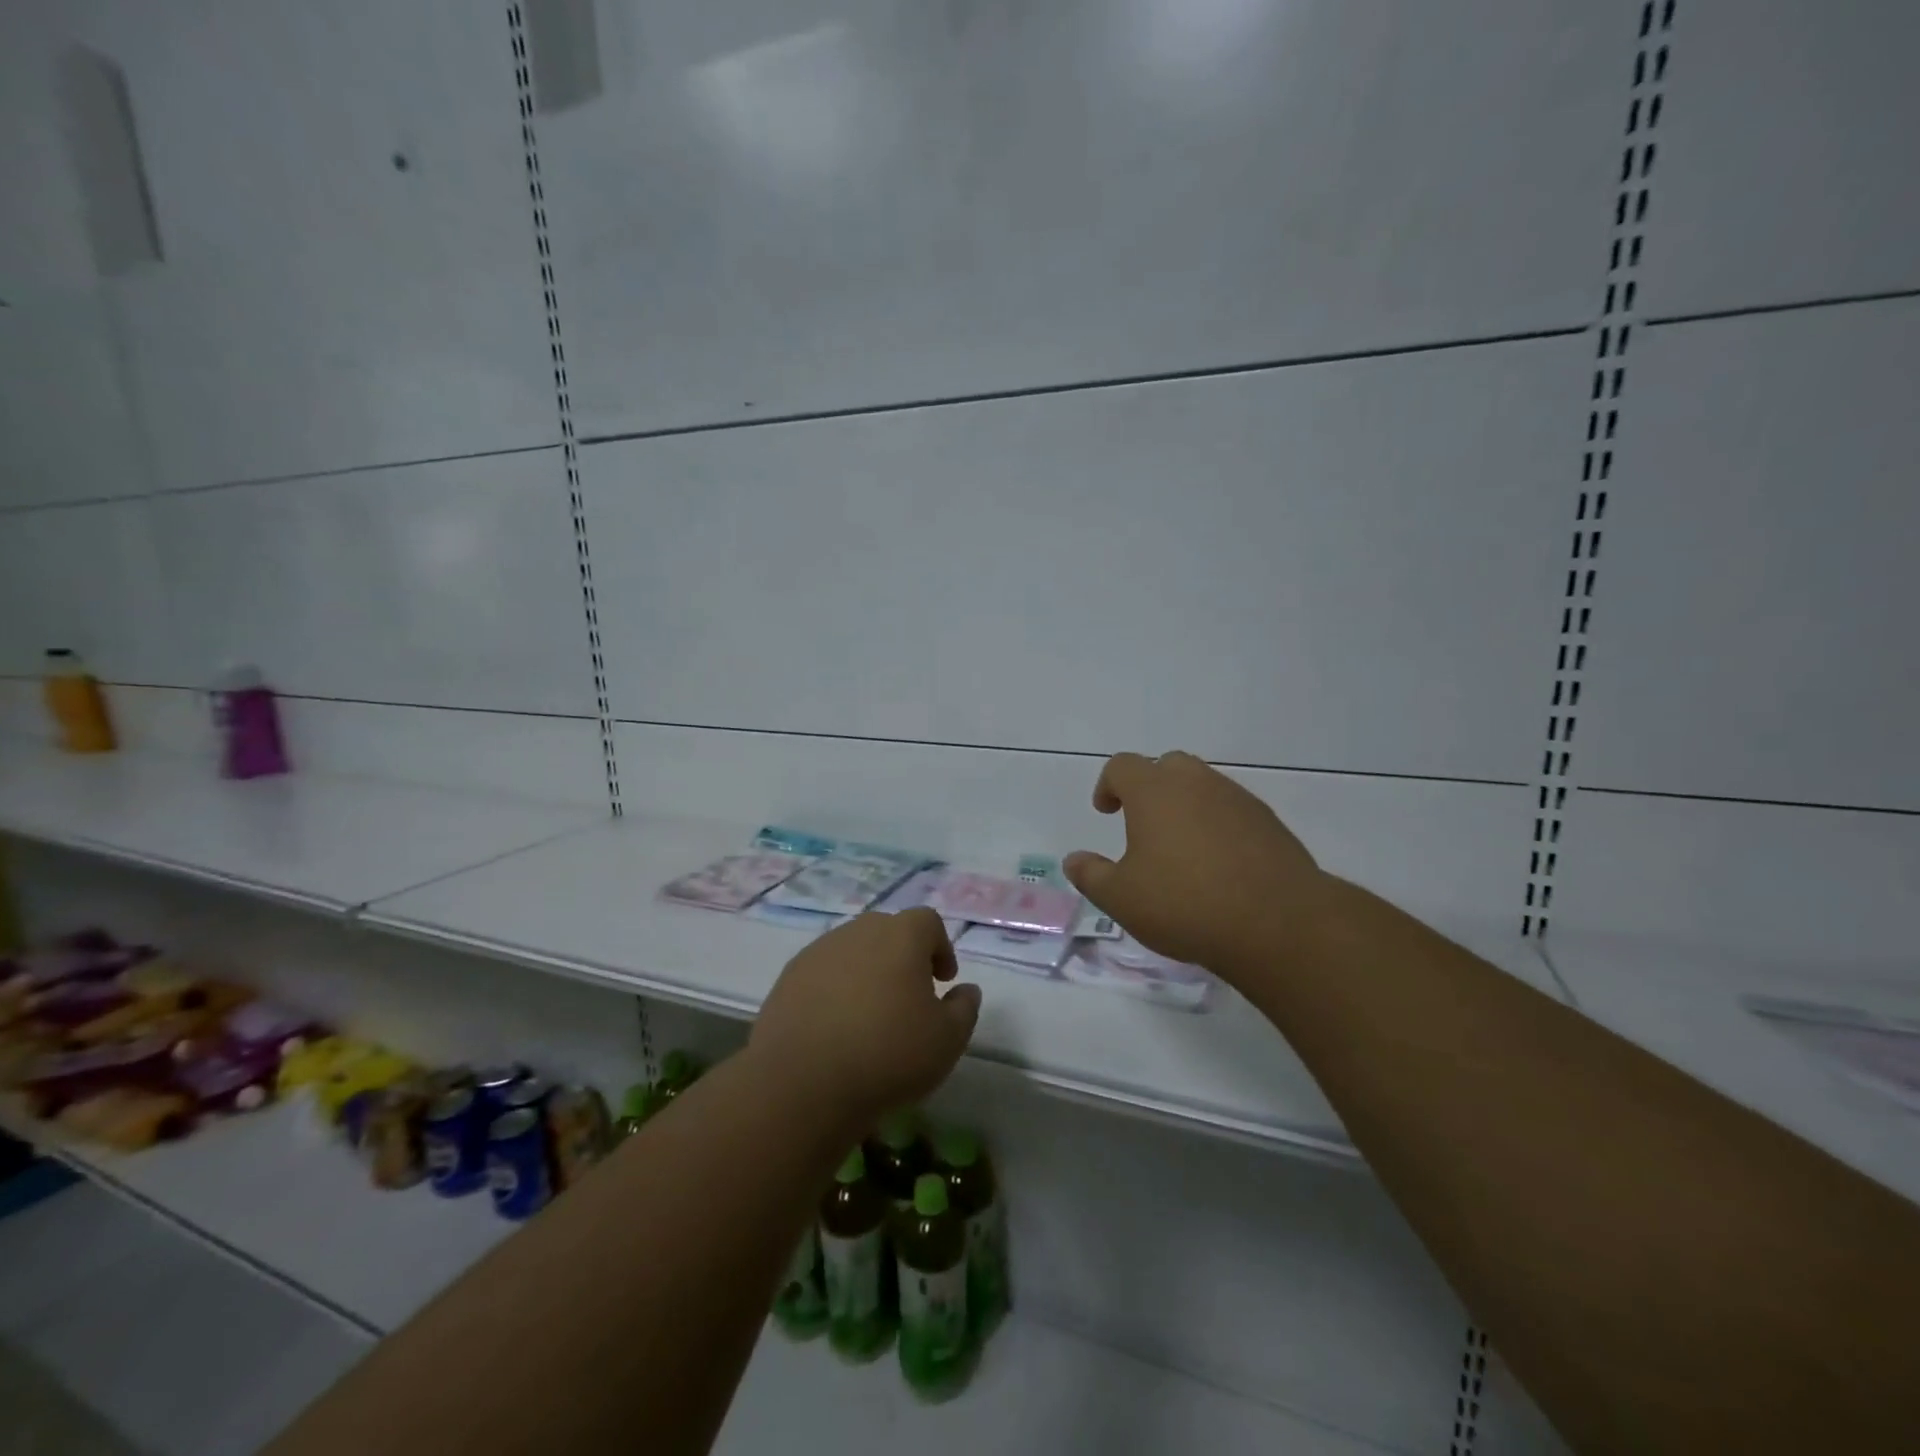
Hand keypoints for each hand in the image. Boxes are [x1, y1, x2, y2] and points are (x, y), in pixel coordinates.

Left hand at [750, 908, 979, 1127]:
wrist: (802, 1083)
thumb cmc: (888, 1054)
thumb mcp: (947, 1040)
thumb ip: (964, 1009)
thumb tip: (966, 990)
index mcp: (901, 936)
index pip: (928, 921)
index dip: (940, 947)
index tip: (942, 980)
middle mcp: (859, 931)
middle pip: (888, 931)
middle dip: (903, 956)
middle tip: (909, 996)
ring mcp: (819, 951)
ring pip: (853, 950)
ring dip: (867, 971)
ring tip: (870, 1014)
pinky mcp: (788, 977)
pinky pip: (822, 972)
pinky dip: (834, 989)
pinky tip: (835, 1026)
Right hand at [1063, 751, 1329, 973]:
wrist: (1278, 923)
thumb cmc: (1184, 904)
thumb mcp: (1121, 899)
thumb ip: (1091, 875)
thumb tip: (1074, 860)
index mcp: (1154, 791)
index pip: (1122, 766)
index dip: (1108, 785)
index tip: (1106, 811)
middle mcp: (1197, 783)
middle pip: (1167, 766)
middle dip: (1150, 787)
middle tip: (1143, 823)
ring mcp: (1238, 800)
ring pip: (1204, 786)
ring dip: (1186, 805)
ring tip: (1182, 848)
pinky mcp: (1269, 823)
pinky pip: (1233, 811)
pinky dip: (1218, 825)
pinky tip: (1219, 865)